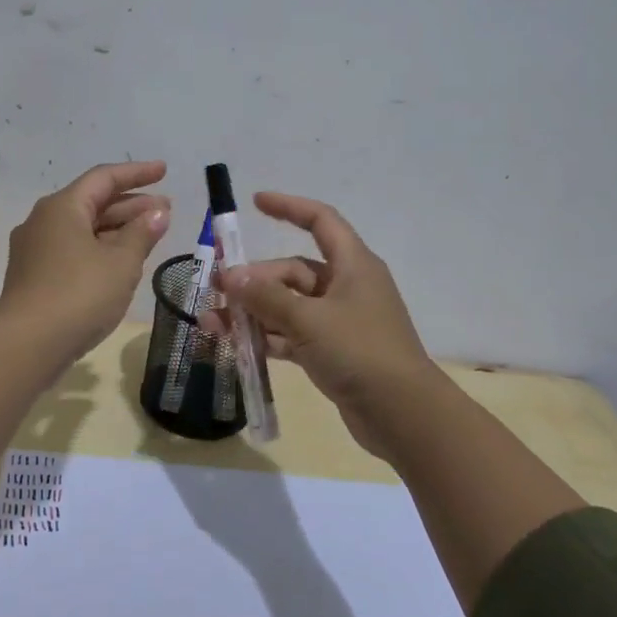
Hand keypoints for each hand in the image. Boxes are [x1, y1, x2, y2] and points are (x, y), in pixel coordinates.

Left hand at [0, 160, 171, 358]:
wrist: (28, 345)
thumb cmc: (80, 294)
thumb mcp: (121, 262)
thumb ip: (142, 233)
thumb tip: (157, 212)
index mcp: (62, 207)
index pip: (104, 178)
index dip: (137, 173)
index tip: (164, 171)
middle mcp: (43, 221)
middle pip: (92, 202)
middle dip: (131, 205)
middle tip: (166, 210)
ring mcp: (35, 250)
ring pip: (83, 229)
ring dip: (117, 229)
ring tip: (150, 235)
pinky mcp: (34, 276)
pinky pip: (73, 250)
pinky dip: (100, 249)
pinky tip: (121, 262)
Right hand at [200, 191, 432, 458]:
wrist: (402, 414)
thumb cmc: (359, 351)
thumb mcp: (308, 320)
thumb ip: (266, 297)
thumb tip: (231, 275)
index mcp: (352, 265)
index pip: (320, 220)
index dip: (289, 207)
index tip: (255, 202)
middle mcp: (346, 286)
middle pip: (293, 271)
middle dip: (254, 280)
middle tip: (218, 293)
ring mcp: (340, 321)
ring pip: (289, 306)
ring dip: (254, 312)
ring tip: (213, 323)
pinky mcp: (333, 352)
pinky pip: (293, 335)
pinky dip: (267, 337)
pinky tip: (236, 345)